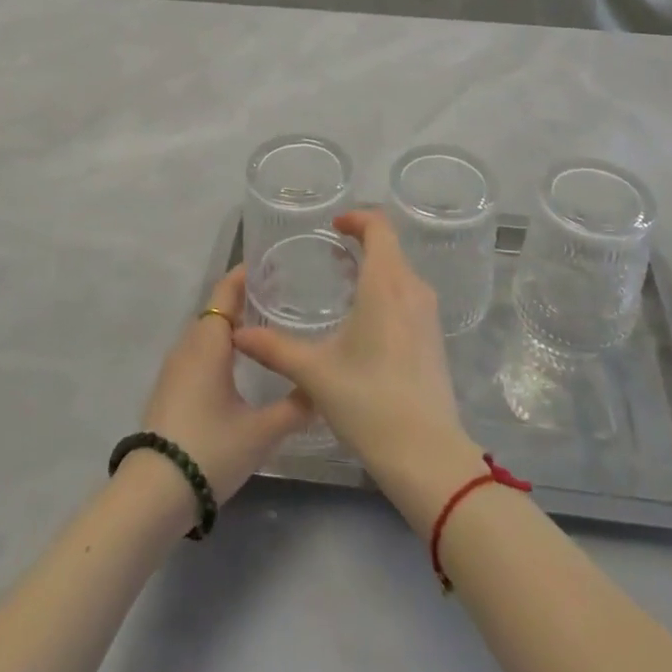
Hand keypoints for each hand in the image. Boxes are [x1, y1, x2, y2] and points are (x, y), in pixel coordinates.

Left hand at [136, 267, 312, 507]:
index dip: (245, 275)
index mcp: (209, 342)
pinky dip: (219, 347)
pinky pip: (197, 353)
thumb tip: (322, 390)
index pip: (226, 292)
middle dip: (244, 300)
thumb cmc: (210, 449)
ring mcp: (174, 370)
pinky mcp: (169, 391)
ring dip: (230, 326)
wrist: (152, 495)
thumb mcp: (262, 431)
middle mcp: (188, 346)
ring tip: (265, 329)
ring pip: (206, 333)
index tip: (271, 266)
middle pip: (216, 310)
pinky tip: (238, 366)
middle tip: (280, 298)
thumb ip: (295, 407)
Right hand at [233, 209, 472, 481]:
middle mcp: (413, 289)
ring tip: (343, 285)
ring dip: (375, 269)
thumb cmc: (368, 401)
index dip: (357, 218)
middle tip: (330, 255)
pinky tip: (364, 320)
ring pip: (401, 273)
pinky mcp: (434, 338)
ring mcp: (428, 314)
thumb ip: (274, 348)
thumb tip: (237, 334)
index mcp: (386, 284)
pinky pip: (409, 296)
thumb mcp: (314, 372)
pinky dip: (387, 292)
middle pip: (391, 248)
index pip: (379, 227)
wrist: (426, 454)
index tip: (333, 225)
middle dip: (362, 243)